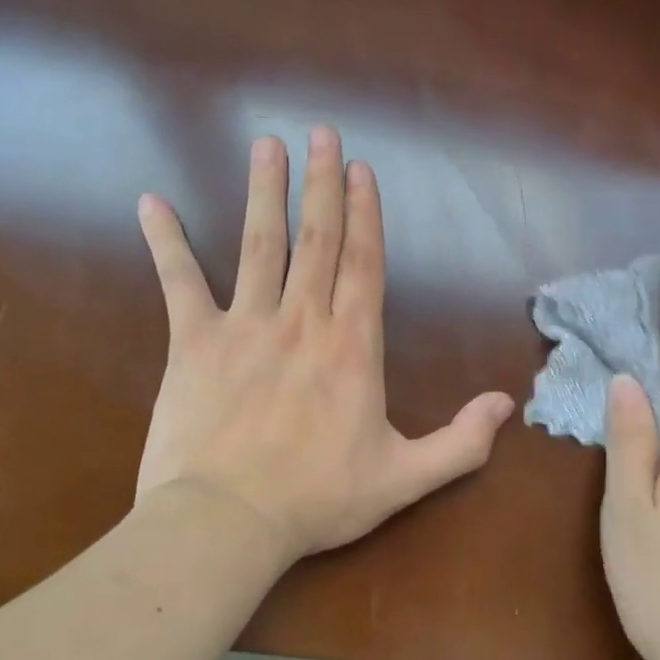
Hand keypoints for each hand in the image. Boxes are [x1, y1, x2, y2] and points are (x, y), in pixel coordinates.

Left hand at [133, 126, 515, 564]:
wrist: (225, 525)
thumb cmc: (317, 499)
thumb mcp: (405, 478)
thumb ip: (461, 442)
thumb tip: (507, 404)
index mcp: (352, 346)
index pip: (363, 263)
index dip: (365, 213)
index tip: (361, 170)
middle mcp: (302, 320)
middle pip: (316, 239)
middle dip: (322, 183)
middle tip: (322, 133)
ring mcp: (245, 326)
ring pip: (259, 245)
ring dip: (264, 192)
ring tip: (267, 146)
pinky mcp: (192, 343)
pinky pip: (179, 282)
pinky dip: (166, 241)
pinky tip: (152, 201)